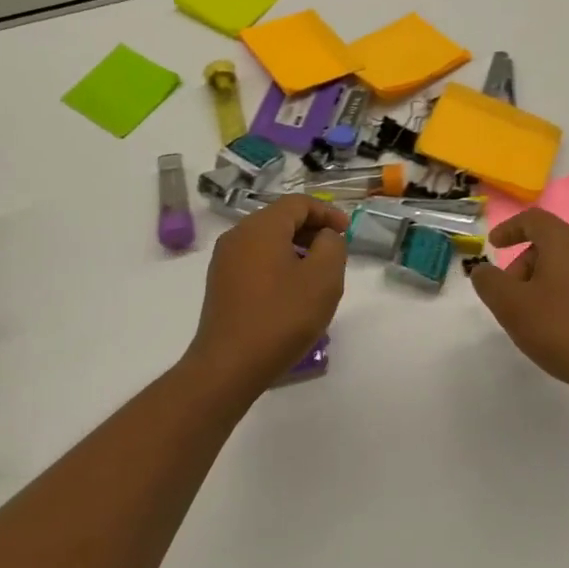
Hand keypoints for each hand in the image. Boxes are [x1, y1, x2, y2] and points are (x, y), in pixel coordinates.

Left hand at [183, 195, 349, 394]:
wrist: (229, 364)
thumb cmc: (281, 317)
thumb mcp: (323, 279)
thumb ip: (332, 246)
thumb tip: (324, 237)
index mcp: (261, 227)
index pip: (298, 203)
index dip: (327, 212)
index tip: (347, 231)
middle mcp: (238, 235)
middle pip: (280, 219)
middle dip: (311, 230)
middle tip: (335, 253)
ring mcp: (225, 259)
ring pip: (267, 241)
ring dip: (295, 249)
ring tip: (317, 274)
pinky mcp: (221, 283)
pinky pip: (255, 260)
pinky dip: (277, 264)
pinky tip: (291, 291)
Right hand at [469, 209, 568, 400]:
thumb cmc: (562, 332)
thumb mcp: (510, 307)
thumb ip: (489, 282)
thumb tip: (483, 270)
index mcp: (567, 242)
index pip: (534, 219)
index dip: (509, 228)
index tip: (494, 245)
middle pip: (554, 242)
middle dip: (526, 263)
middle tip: (512, 295)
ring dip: (550, 279)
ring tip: (539, 314)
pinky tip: (568, 324)